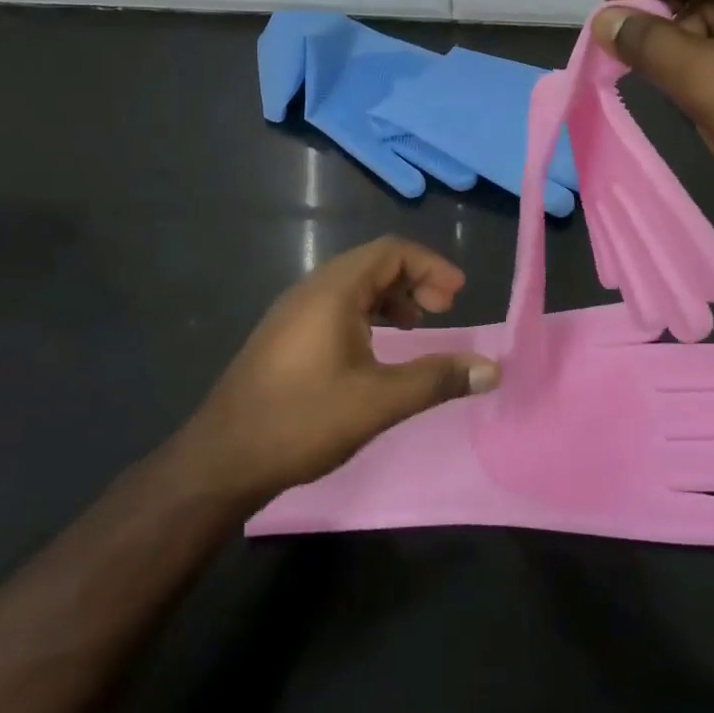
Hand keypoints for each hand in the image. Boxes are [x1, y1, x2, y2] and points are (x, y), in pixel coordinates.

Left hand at [171, 238, 499, 503]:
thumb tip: (492, 368)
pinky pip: (336, 305)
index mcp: (334, 290)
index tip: (458, 295)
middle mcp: (312, 289)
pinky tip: (376, 350)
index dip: (431, 266)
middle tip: (444, 310)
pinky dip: (368, 314)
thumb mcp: (379, 401)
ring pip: (354, 285)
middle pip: (374, 263)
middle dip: (415, 279)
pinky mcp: (285, 335)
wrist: (221, 461)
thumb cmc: (303, 420)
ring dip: (392, 297)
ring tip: (417, 327)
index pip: (391, 251)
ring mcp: (293, 312)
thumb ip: (438, 379)